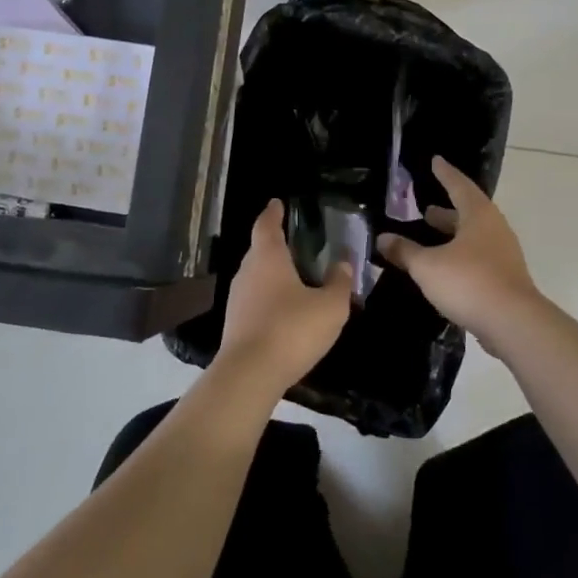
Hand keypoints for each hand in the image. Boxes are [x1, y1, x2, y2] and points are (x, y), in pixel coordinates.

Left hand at [215, 199, 352, 398]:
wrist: (249, 375)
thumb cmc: (291, 330)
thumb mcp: (330, 307)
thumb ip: (339, 283)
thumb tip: (343, 264)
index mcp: (268, 257)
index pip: (267, 224)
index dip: (273, 212)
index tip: (277, 203)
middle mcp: (247, 272)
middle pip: (259, 250)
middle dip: (275, 244)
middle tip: (296, 242)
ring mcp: (236, 299)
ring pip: (256, 276)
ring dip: (272, 274)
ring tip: (294, 277)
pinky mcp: (234, 324)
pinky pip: (254, 300)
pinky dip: (268, 298)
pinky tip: (284, 310)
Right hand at [377, 157, 541, 342]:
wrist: (513, 323)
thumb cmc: (469, 282)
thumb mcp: (427, 266)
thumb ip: (405, 251)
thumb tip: (383, 238)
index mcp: (478, 215)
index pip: (459, 185)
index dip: (445, 173)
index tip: (435, 160)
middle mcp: (494, 229)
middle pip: (468, 212)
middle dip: (446, 210)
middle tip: (425, 208)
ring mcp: (503, 254)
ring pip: (473, 237)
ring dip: (452, 235)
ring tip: (431, 236)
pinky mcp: (505, 278)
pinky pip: (478, 258)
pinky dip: (459, 256)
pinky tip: (444, 269)